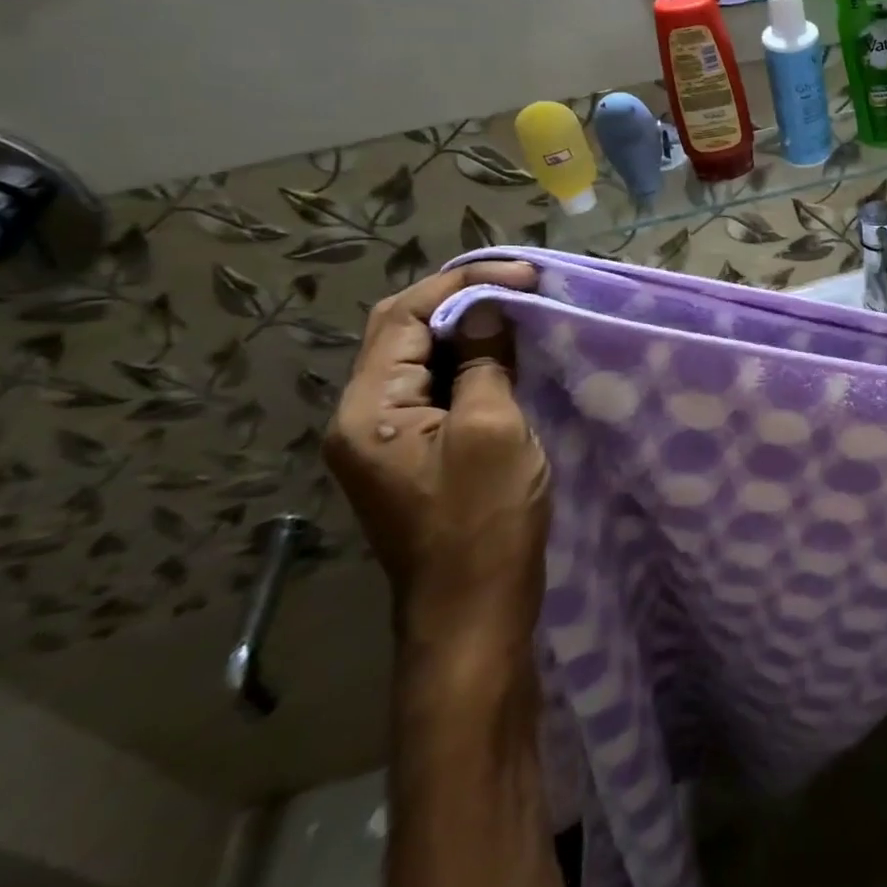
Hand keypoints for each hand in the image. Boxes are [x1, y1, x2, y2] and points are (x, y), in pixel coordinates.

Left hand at [325, 262, 549, 650]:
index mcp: (368, 410)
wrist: (473, 611)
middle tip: (522, 286)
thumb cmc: (484, 520)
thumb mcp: (492, 428)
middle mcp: (362, 416)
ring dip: (467, 328)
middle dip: (461, 298)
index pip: (403, 316)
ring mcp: (385, 437)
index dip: (463, 282)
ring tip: (520, 310)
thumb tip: (486, 309)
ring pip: (420, 357)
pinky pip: (434, 386)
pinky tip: (506, 355)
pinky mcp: (413, 451)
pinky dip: (469, 360)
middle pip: (402, 331)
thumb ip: (482, 361)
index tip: (524, 275)